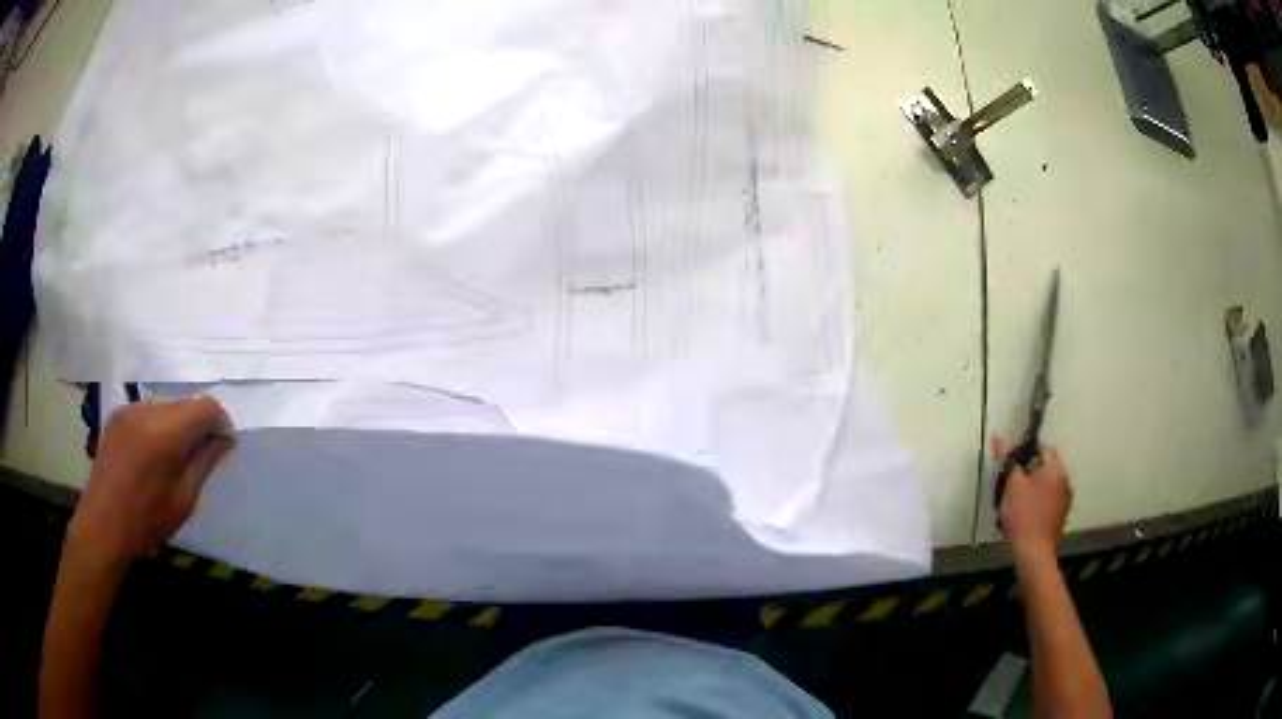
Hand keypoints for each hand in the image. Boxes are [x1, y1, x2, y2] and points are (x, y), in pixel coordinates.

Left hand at [66, 397, 234, 578]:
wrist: (102, 526)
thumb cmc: (145, 522)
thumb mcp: (183, 501)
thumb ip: (204, 463)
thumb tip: (223, 439)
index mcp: (164, 435)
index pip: (206, 408)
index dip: (221, 423)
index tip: (225, 446)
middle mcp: (146, 411)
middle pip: (186, 404)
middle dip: (199, 425)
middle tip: (202, 457)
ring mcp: (129, 409)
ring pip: (167, 406)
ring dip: (178, 426)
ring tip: (174, 459)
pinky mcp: (118, 414)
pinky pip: (148, 411)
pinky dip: (159, 426)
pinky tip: (153, 455)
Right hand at [995, 438, 1071, 558]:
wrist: (1034, 552)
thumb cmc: (1024, 515)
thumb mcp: (1012, 486)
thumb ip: (1008, 461)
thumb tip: (999, 439)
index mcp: (1055, 470)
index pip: (1043, 448)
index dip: (1026, 451)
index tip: (1012, 464)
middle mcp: (1064, 481)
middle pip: (1046, 466)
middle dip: (1028, 471)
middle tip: (1011, 483)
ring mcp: (1064, 500)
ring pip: (1047, 484)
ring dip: (1033, 487)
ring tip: (1016, 500)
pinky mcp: (1060, 516)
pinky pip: (1048, 499)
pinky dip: (1038, 501)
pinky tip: (1025, 514)